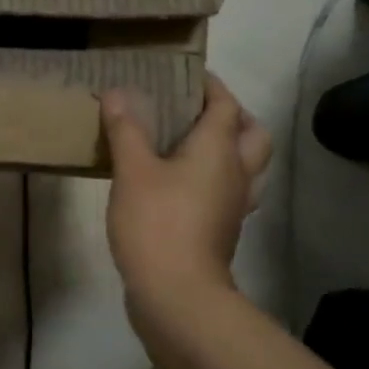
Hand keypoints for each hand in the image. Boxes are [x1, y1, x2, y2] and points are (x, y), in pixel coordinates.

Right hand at [102, 74, 271, 332]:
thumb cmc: (157, 223)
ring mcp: (234, 205)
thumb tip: (117, 92)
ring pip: (248, 165)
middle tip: (196, 110)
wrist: (177, 294)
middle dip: (233, 115)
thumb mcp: (132, 170)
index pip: (226, 105)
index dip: (209, 85)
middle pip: (252, 134)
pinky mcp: (222, 229)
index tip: (185, 73)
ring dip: (230, 148)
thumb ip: (126, 129)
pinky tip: (182, 182)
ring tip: (192, 143)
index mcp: (220, 150)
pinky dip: (215, 177)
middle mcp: (236, 173)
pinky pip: (229, 191)